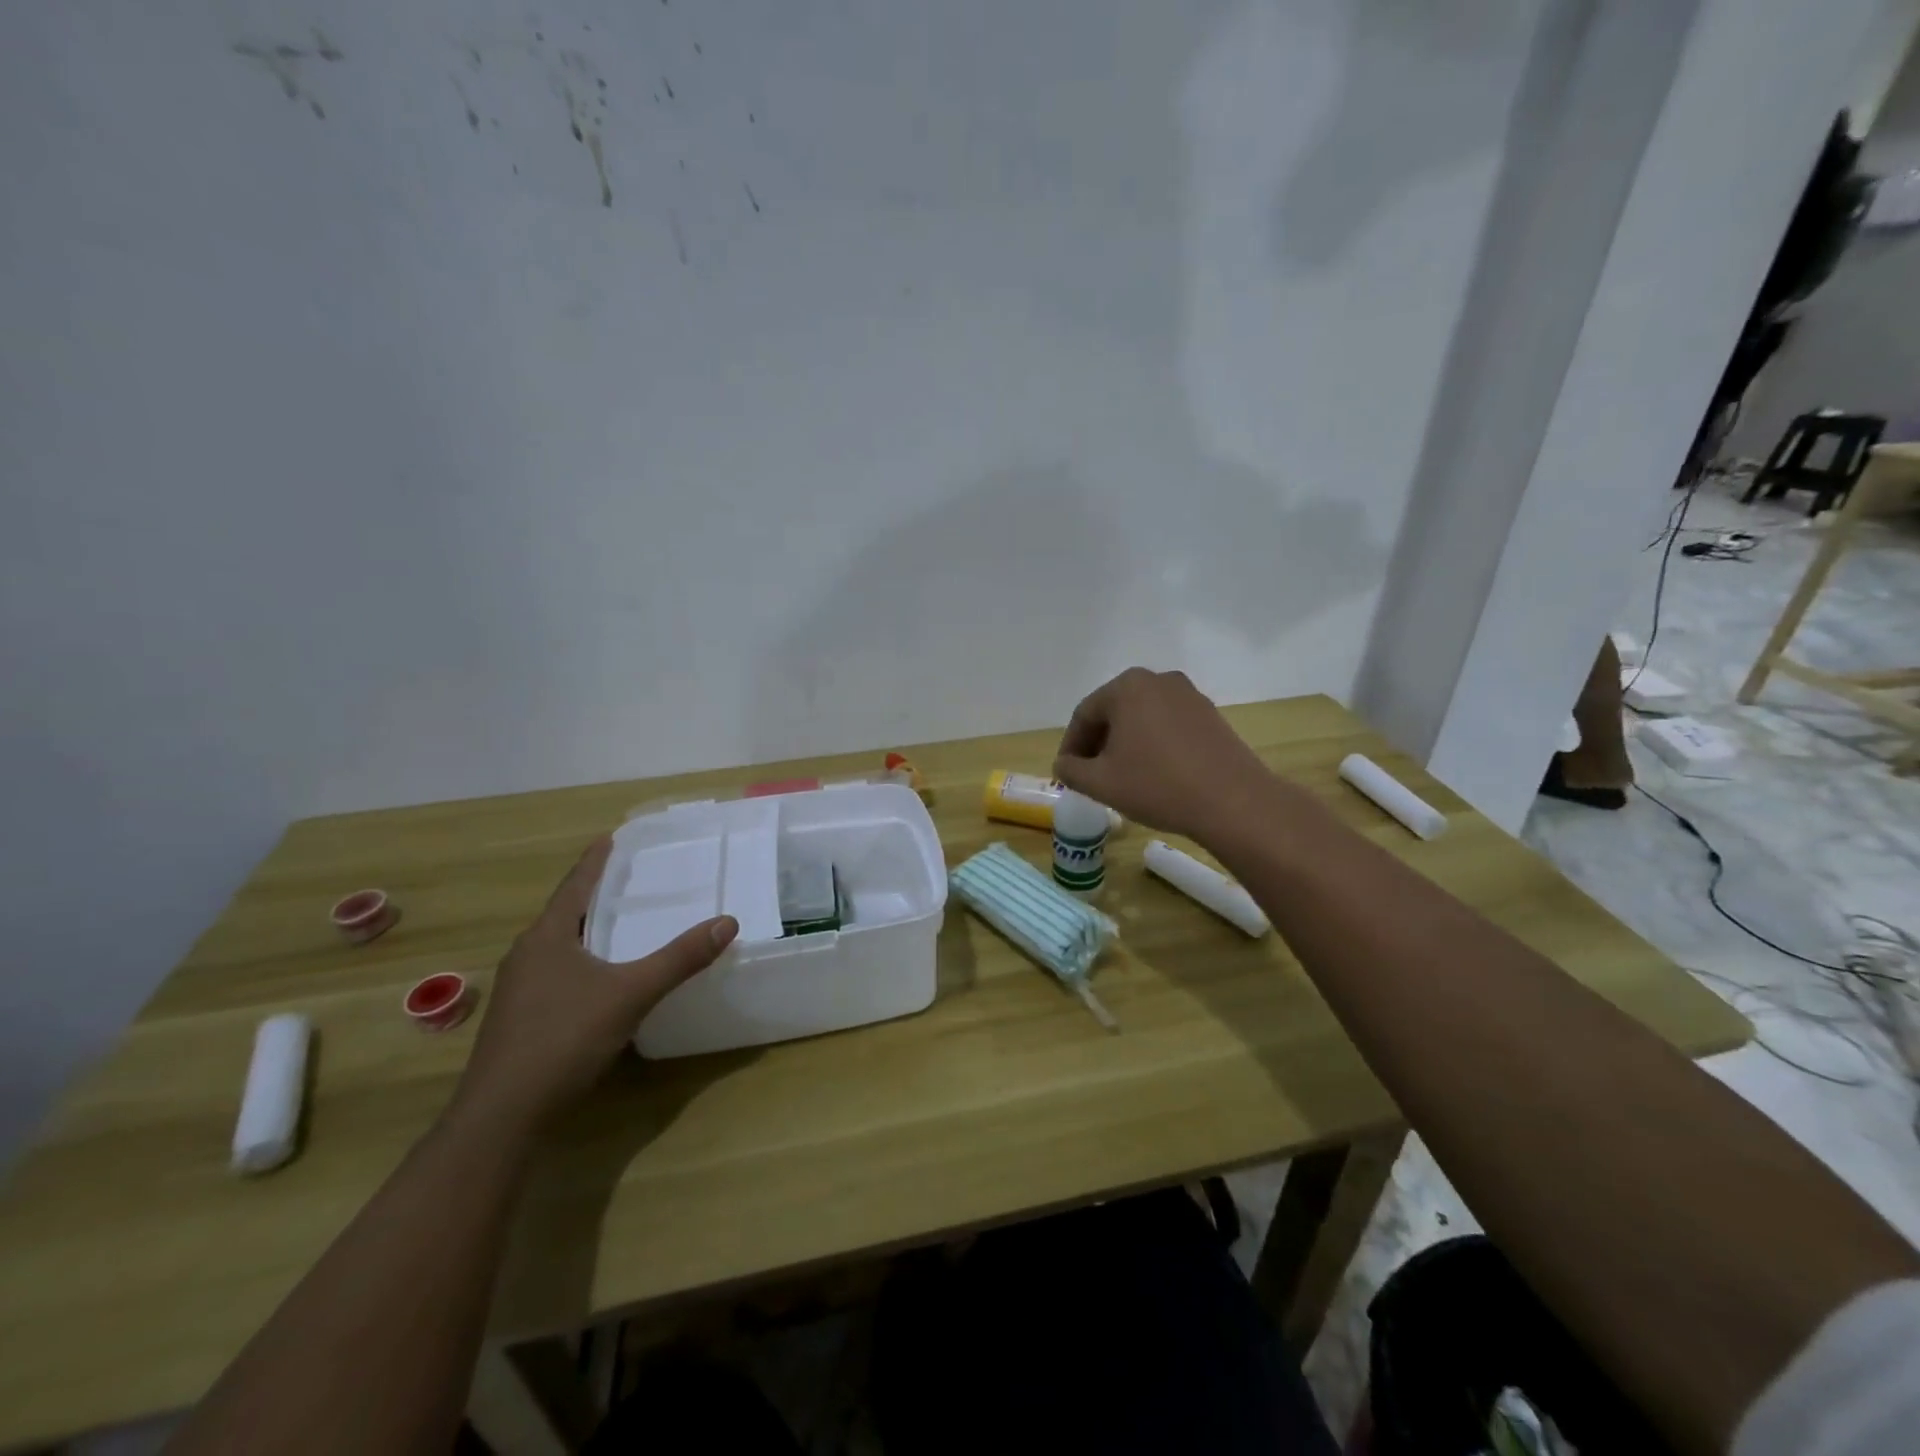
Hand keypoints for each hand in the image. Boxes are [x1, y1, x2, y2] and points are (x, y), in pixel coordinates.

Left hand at [448, 838, 737, 1133]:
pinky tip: (602, 977)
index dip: (595, 861)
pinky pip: (556, 973)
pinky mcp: (520, 1019)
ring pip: (559, 946)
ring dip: (587, 930)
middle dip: (594, 895)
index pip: (574, 885)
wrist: (502, 1116)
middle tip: (629, 879)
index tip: (611, 838)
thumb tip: (727, 922)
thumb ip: (680, 959)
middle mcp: (526, 955)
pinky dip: (582, 961)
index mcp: (546, 937)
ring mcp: (518, 990)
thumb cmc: (563, 1039)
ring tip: (620, 923)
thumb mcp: (631, 994)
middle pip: (565, 913)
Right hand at [1054, 668, 1277, 842]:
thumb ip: (1071, 770)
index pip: (1084, 715)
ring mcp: (1189, 695)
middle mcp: (1158, 680)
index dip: (1071, 746)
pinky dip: (1153, 744)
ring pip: (1142, 718)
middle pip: (1114, 711)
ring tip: (1121, 776)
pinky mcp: (1210, 714)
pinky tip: (1154, 773)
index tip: (1066, 773)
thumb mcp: (1100, 783)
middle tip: (1090, 775)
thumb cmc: (1157, 786)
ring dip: (1125, 744)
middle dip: (1098, 743)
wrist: (1233, 802)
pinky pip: (1168, 725)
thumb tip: (1064, 764)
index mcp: (1127, 687)